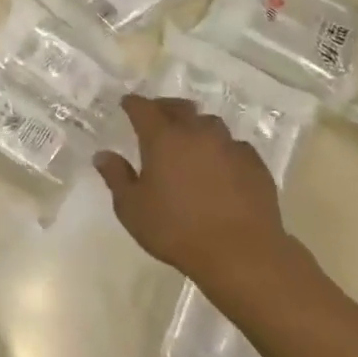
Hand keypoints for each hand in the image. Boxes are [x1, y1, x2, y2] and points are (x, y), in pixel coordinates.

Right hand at [94, 95, 298, 287]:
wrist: (241, 253)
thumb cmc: (177, 230)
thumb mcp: (132, 209)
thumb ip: (116, 177)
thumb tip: (103, 155)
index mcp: (162, 138)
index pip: (143, 108)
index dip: (133, 103)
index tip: (127, 103)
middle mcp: (196, 133)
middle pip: (179, 107)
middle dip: (165, 107)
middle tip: (157, 115)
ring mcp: (229, 146)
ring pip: (209, 124)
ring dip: (196, 127)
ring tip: (191, 141)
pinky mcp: (254, 164)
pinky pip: (235, 146)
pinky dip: (223, 150)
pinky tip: (222, 165)